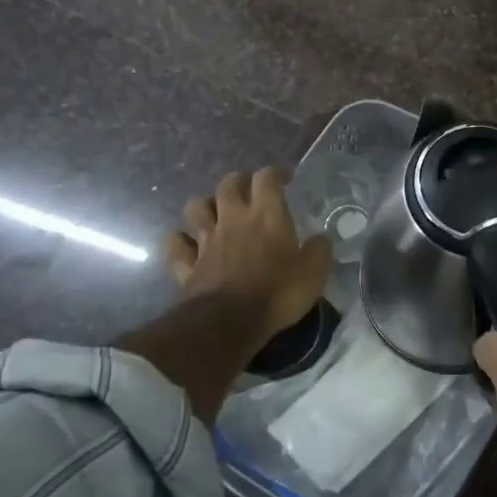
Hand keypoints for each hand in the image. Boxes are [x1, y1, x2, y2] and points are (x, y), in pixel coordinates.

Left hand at [165, 167, 332, 343]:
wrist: (230, 322)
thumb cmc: (278, 293)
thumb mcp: (315, 272)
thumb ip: (319, 250)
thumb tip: (320, 239)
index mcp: (266, 215)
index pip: (267, 178)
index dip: (276, 173)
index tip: (285, 180)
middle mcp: (233, 219)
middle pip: (228, 185)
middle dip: (239, 181)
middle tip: (250, 190)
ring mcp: (206, 241)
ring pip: (196, 207)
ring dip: (206, 205)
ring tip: (216, 213)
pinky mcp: (187, 265)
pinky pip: (176, 244)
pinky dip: (180, 240)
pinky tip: (188, 243)